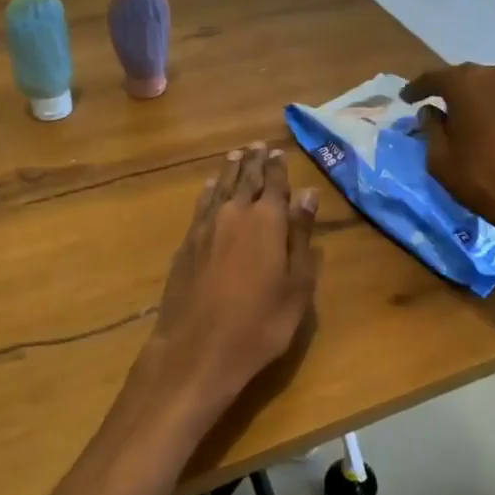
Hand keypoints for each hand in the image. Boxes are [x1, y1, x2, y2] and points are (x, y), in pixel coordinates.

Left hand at [121, 144, 320, 438]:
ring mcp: (206, 227)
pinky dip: (207, 191)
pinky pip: (201, 205)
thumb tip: (308, 194)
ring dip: (229, 170)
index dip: (278, 167)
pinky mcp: (186, 243)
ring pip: (219, 187)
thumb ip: (300, 236)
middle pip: (245, 179)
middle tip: (257, 145)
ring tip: (236, 155)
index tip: (278, 151)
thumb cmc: (259, 324)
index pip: (274, 184)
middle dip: (253, 162)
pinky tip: (208, 187)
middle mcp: (234, 214)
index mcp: (267, 221)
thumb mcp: (296, 285)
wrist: (196, 349)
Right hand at [401, 62, 494, 257]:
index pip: (433, 78)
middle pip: (466, 79)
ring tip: (469, 124)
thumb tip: (432, 112)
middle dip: (450, 93)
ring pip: (492, 90)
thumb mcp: (440, 159)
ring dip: (478, 103)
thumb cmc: (484, 178)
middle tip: (438, 110)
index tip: (405, 99)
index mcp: (467, 82)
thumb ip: (431, 129)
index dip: (416, 89)